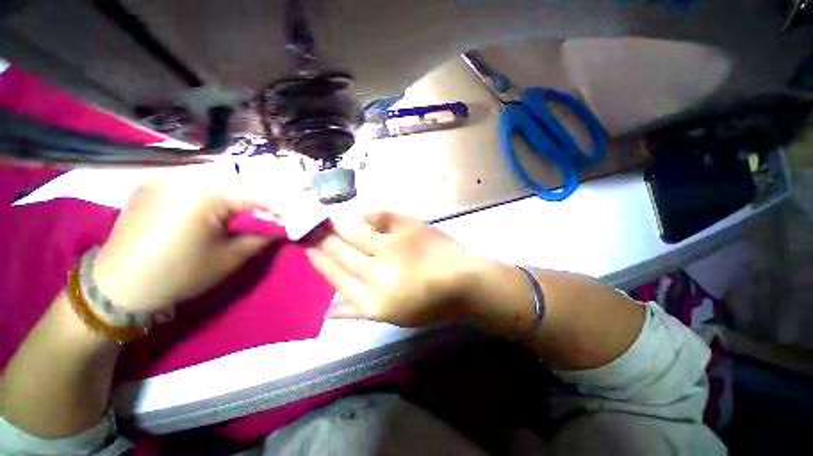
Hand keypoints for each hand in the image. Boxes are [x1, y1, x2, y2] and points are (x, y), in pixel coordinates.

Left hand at [92, 169, 278, 312]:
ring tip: (254, 206)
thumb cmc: (177, 274)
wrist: (116, 286)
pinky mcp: (154, 183)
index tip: (299, 216)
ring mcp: (166, 175)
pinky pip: (195, 178)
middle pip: (240, 179)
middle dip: (264, 195)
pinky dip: (216, 188)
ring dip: (241, 190)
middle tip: (279, 210)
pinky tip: (221, 203)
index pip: (259, 194)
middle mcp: (185, 175)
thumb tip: (283, 229)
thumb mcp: (230, 258)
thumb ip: (262, 237)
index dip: (284, 206)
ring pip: (218, 176)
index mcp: (205, 194)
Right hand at [306, 212, 483, 326]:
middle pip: (341, 253)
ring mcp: (393, 247)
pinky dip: (369, 212)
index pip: (337, 277)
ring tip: (325, 218)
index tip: (307, 249)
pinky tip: (360, 210)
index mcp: (373, 299)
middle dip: (321, 240)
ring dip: (338, 225)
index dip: (320, 262)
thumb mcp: (391, 316)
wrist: (462, 282)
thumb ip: (357, 312)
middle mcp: (377, 272)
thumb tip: (327, 310)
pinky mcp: (409, 228)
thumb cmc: (429, 303)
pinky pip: (382, 217)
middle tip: (307, 227)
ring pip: (356, 233)